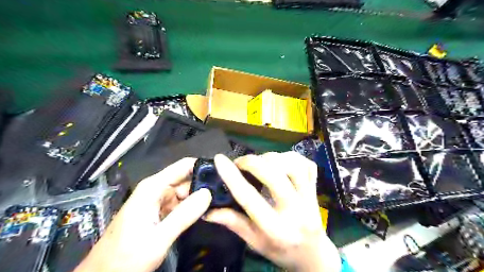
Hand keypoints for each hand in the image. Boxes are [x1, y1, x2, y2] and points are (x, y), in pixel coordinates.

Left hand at [76, 157, 211, 270]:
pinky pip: (181, 204)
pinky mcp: (161, 212)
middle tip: (225, 191)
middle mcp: (157, 190)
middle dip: (205, 185)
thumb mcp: (157, 239)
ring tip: (220, 201)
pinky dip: (193, 207)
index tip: (223, 172)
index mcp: (153, 188)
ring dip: (200, 197)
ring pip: (186, 192)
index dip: (203, 166)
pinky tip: (206, 211)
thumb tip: (208, 194)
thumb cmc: (125, 258)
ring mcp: (159, 201)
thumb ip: (184, 215)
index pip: (183, 166)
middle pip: (187, 179)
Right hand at [205, 153, 340, 271]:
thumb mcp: (255, 242)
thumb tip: (207, 210)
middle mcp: (295, 211)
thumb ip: (233, 223)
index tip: (219, 160)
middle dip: (253, 162)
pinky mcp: (316, 189)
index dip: (232, 176)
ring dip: (273, 158)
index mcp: (275, 229)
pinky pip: (308, 165)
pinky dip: (292, 157)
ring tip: (261, 162)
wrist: (314, 255)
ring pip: (294, 166)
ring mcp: (310, 198)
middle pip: (275, 176)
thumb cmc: (282, 251)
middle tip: (241, 163)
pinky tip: (281, 162)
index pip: (249, 198)